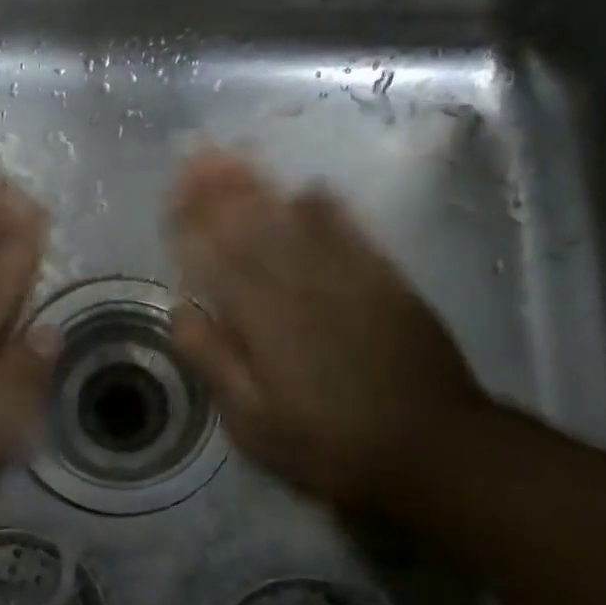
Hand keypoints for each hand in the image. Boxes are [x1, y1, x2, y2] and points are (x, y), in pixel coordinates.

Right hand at [166, 149, 488, 513]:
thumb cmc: (330, 445)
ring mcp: (347, 278)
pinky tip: (311, 187)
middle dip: (219, 188)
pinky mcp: (387, 281)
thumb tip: (180, 310)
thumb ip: (215, 362)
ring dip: (262, 185)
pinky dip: (329, 207)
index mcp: (262, 319)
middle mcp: (299, 285)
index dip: (191, 222)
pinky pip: (352, 232)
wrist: (434, 450)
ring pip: (295, 220)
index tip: (171, 194)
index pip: (216, 256)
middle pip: (252, 226)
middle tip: (196, 154)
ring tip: (236, 154)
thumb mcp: (255, 424)